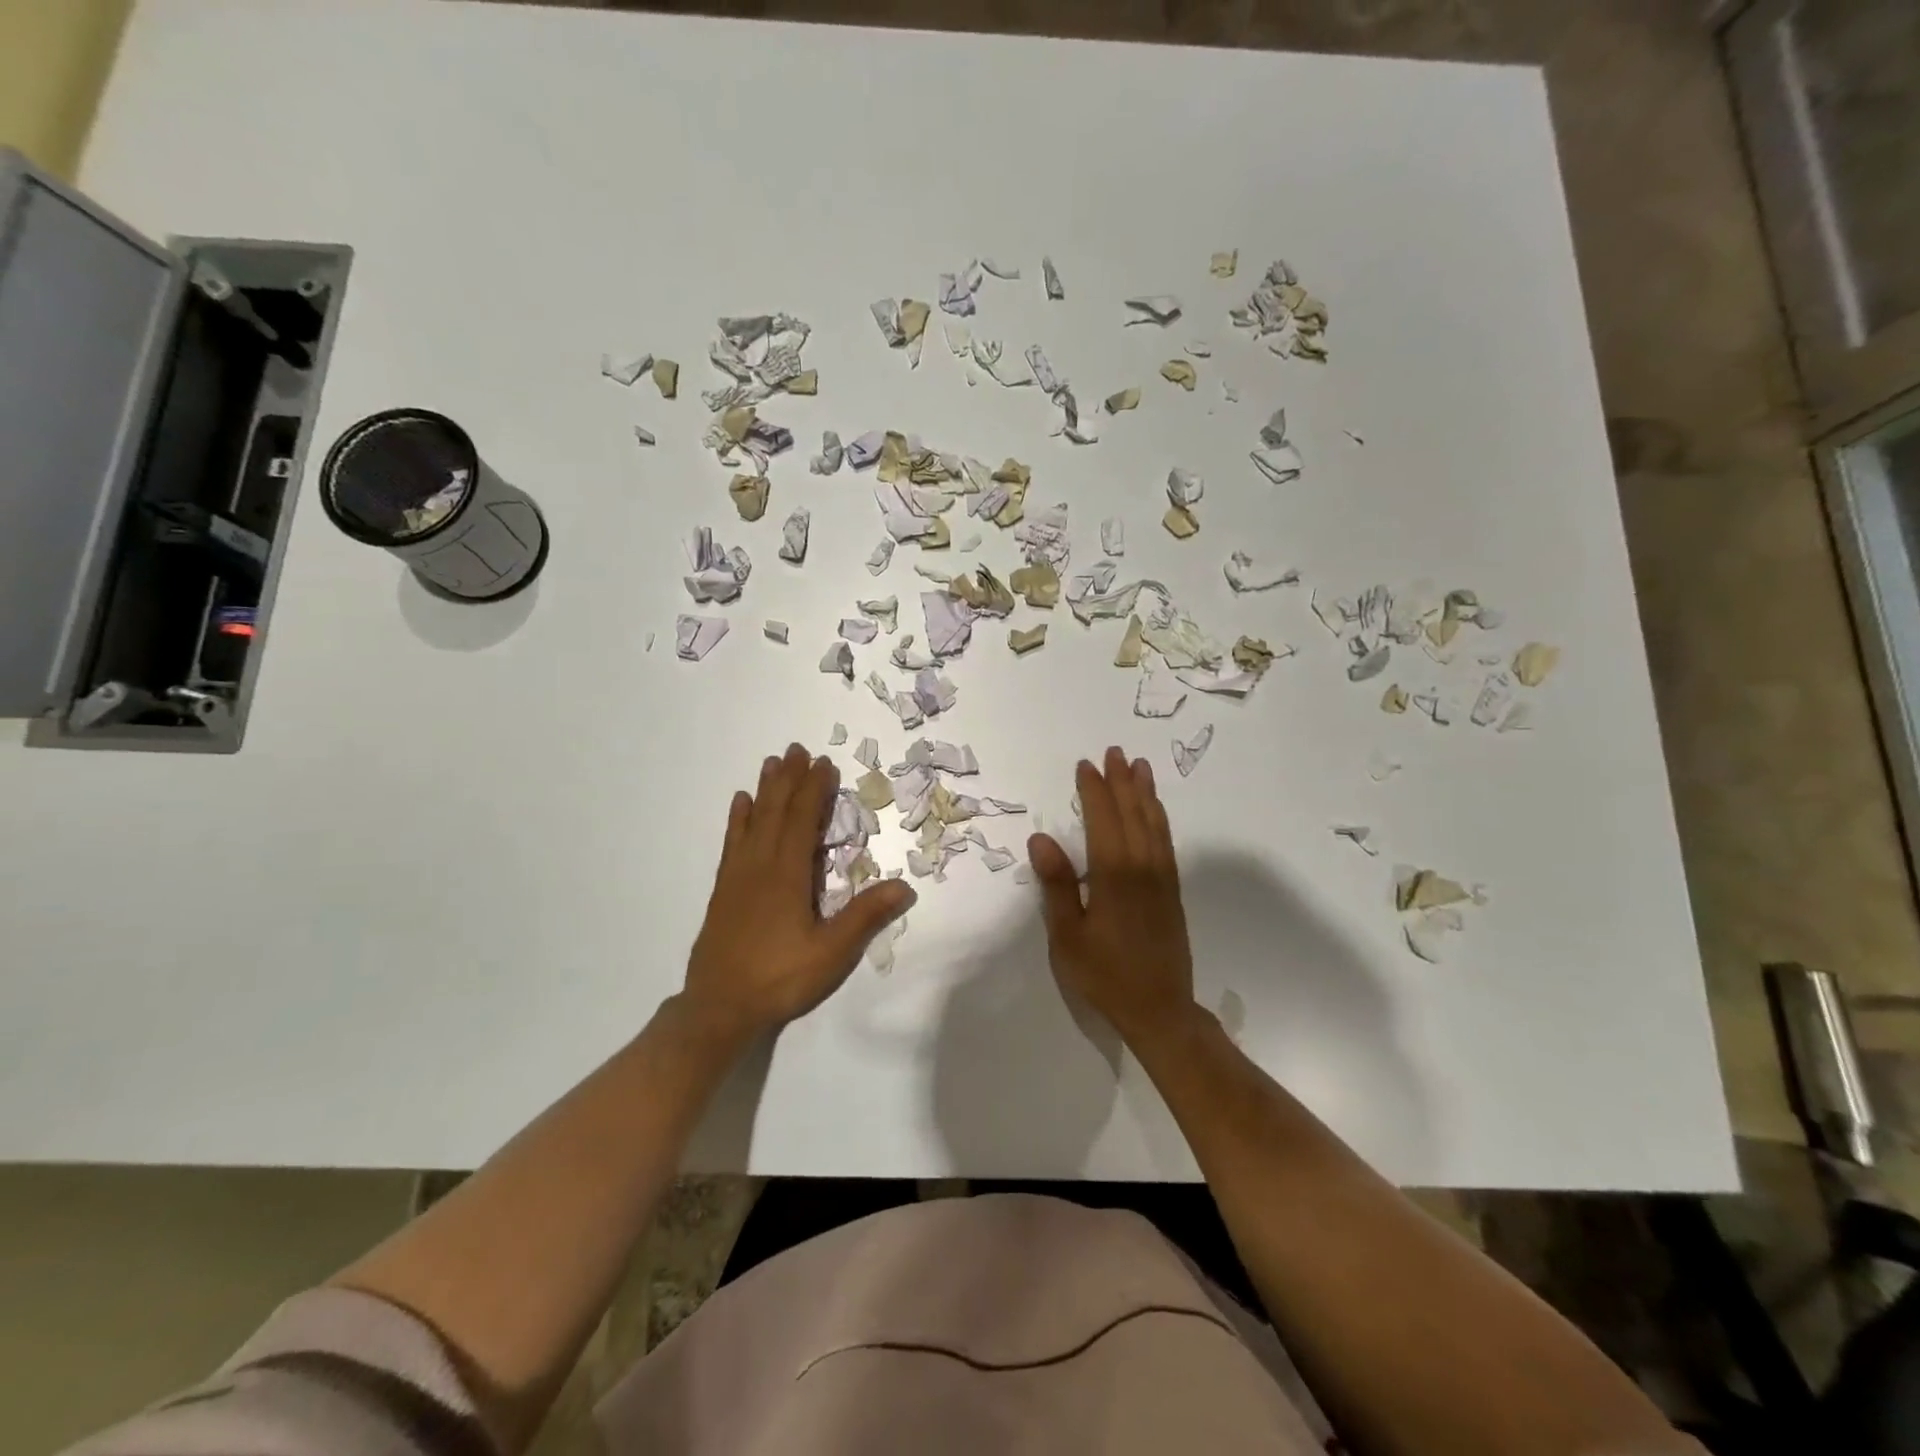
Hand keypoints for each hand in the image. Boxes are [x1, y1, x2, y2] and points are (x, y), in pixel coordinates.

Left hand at [681, 743, 914, 1046]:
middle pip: (776, 811)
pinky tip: (740, 804)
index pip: (803, 820)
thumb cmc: (779, 978)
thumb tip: (905, 886)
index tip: (824, 763)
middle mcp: (760, 865)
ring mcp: (738, 876)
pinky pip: (732, 842)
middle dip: (789, 779)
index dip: (814, 789)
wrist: (719, 1008)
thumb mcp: (831, 953)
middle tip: (797, 749)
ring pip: (752, 821)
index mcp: (787, 875)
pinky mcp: (724, 890)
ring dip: (764, 790)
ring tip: (771, 763)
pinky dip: (738, 819)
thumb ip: (865, 917)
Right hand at [1029, 747, 1196, 1048]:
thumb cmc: (1105, 975)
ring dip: (1145, 793)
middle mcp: (1142, 867)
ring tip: (1140, 766)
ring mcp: (1162, 878)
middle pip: (1132, 813)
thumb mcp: (1068, 935)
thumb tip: (1041, 838)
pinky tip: (1155, 811)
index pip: (1102, 819)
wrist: (1160, 1009)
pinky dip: (1159, 818)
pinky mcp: (1172, 890)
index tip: (1085, 765)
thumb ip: (1057, 885)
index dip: (1093, 790)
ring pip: (1153, 823)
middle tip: (1114, 752)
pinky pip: (1165, 841)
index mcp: (1114, 874)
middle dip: (1121, 781)